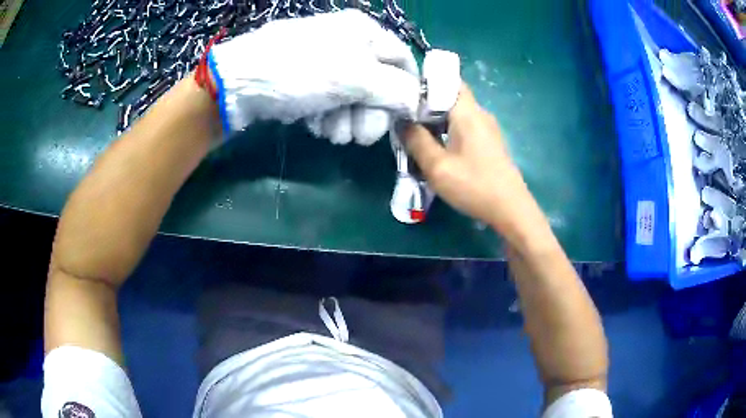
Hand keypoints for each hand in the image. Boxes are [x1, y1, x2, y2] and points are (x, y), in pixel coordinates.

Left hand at [209, 9, 419, 144]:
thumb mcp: (355, 78)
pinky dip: (326, 118)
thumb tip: (418, 103)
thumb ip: (395, 90)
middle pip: (379, 84)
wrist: (237, 84)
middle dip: (370, 114)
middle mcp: (348, 43)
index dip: (406, 90)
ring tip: (329, 130)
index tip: (402, 119)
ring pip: (354, 98)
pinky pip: (330, 103)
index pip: (403, 60)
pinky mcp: (306, 82)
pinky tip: (314, 123)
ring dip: (347, 121)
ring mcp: (325, 63)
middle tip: (359, 136)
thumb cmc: (300, 72)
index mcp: (365, 31)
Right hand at [403, 84, 530, 230]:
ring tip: (416, 133)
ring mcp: (487, 128)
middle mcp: (480, 114)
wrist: (511, 210)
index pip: (448, 80)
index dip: (426, 83)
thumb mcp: (437, 166)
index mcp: (468, 112)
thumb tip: (401, 122)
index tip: (404, 93)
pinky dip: (448, 130)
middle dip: (426, 104)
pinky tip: (436, 147)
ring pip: (456, 113)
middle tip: (404, 117)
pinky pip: (464, 127)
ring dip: (436, 120)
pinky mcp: (489, 142)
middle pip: (450, 97)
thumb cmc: (474, 185)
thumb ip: (416, 141)